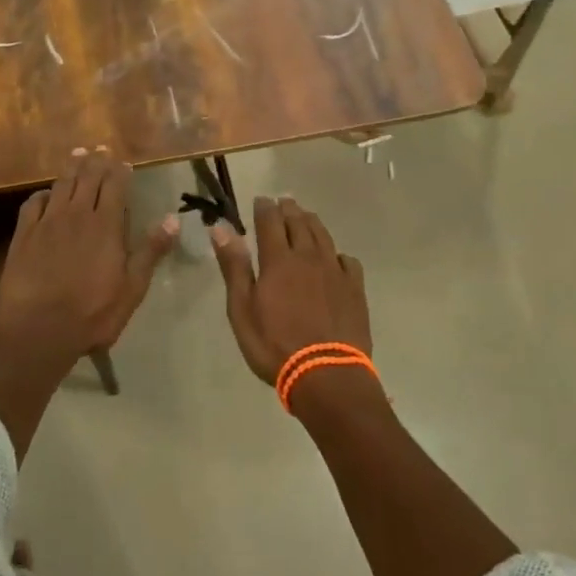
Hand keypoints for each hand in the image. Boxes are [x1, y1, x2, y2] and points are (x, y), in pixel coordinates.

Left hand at [0, 148, 178, 366]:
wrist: (40, 329)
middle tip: (101, 148)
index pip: (115, 187)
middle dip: (97, 161)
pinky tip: (45, 193)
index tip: (123, 162)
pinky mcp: (23, 235)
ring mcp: (47, 223)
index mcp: (105, 225)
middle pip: (87, 178)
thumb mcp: (132, 287)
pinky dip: (41, 193)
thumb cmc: (93, 313)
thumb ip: (151, 250)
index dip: (120, 172)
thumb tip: (173, 219)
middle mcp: (76, 215)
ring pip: (61, 185)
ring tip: (78, 154)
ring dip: (71, 167)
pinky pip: (33, 204)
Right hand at [211, 197, 369, 384]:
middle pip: (298, 222)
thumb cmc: (275, 345)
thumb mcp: (242, 309)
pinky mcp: (354, 289)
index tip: (260, 199)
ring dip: (312, 222)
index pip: (270, 221)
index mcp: (278, 260)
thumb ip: (234, 267)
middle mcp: (308, 256)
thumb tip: (221, 228)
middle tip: (283, 201)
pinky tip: (335, 258)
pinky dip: (337, 253)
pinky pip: (347, 260)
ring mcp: (334, 271)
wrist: (327, 376)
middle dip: (288, 209)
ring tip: (306, 216)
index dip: (264, 207)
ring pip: (323, 235)